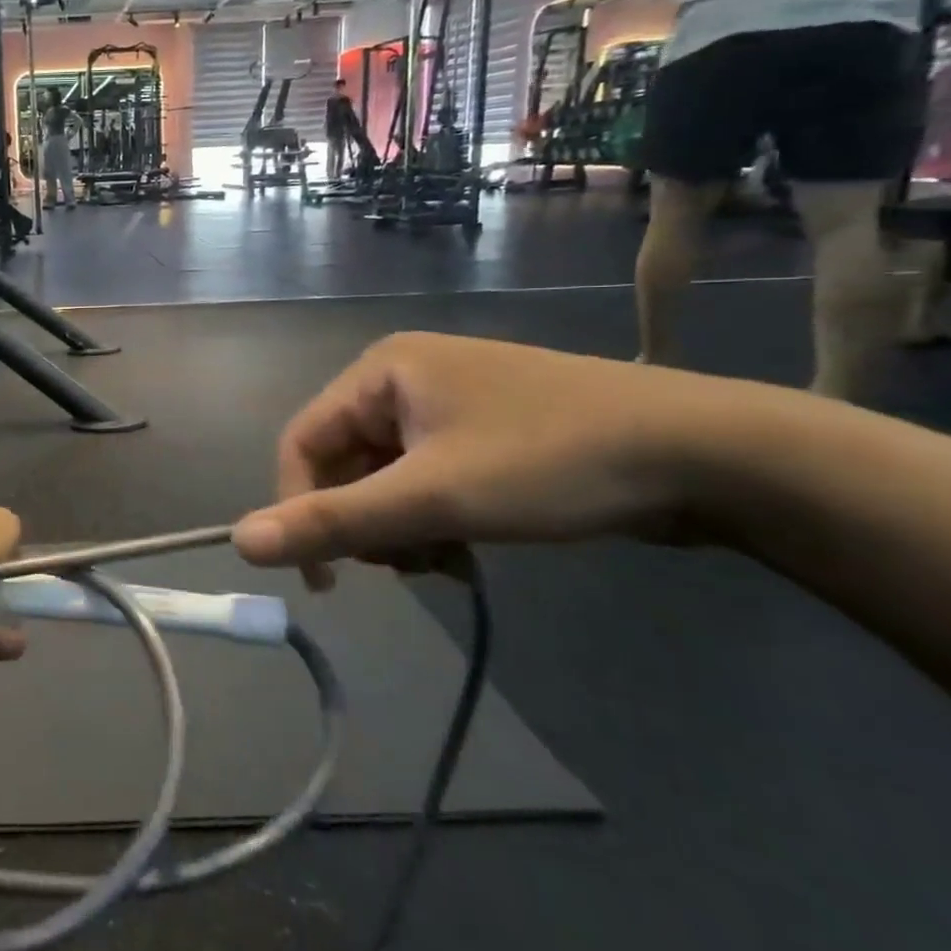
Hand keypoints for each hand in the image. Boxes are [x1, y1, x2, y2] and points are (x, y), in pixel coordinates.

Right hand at [231, 334, 722, 585]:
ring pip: (385, 476)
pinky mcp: (484, 429)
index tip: (323, 578)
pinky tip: (465, 546)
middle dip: (365, 522)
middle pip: (344, 461)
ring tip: (447, 559)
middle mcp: (403, 376)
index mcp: (379, 371)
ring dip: (400, 526)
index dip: (298, 508)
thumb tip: (240, 542)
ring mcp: (447, 401)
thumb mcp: (434, 498)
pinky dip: (432, 517)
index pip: (301, 442)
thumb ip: (332, 521)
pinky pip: (425, 476)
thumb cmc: (553, 462)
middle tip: (408, 567)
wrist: (711, 453)